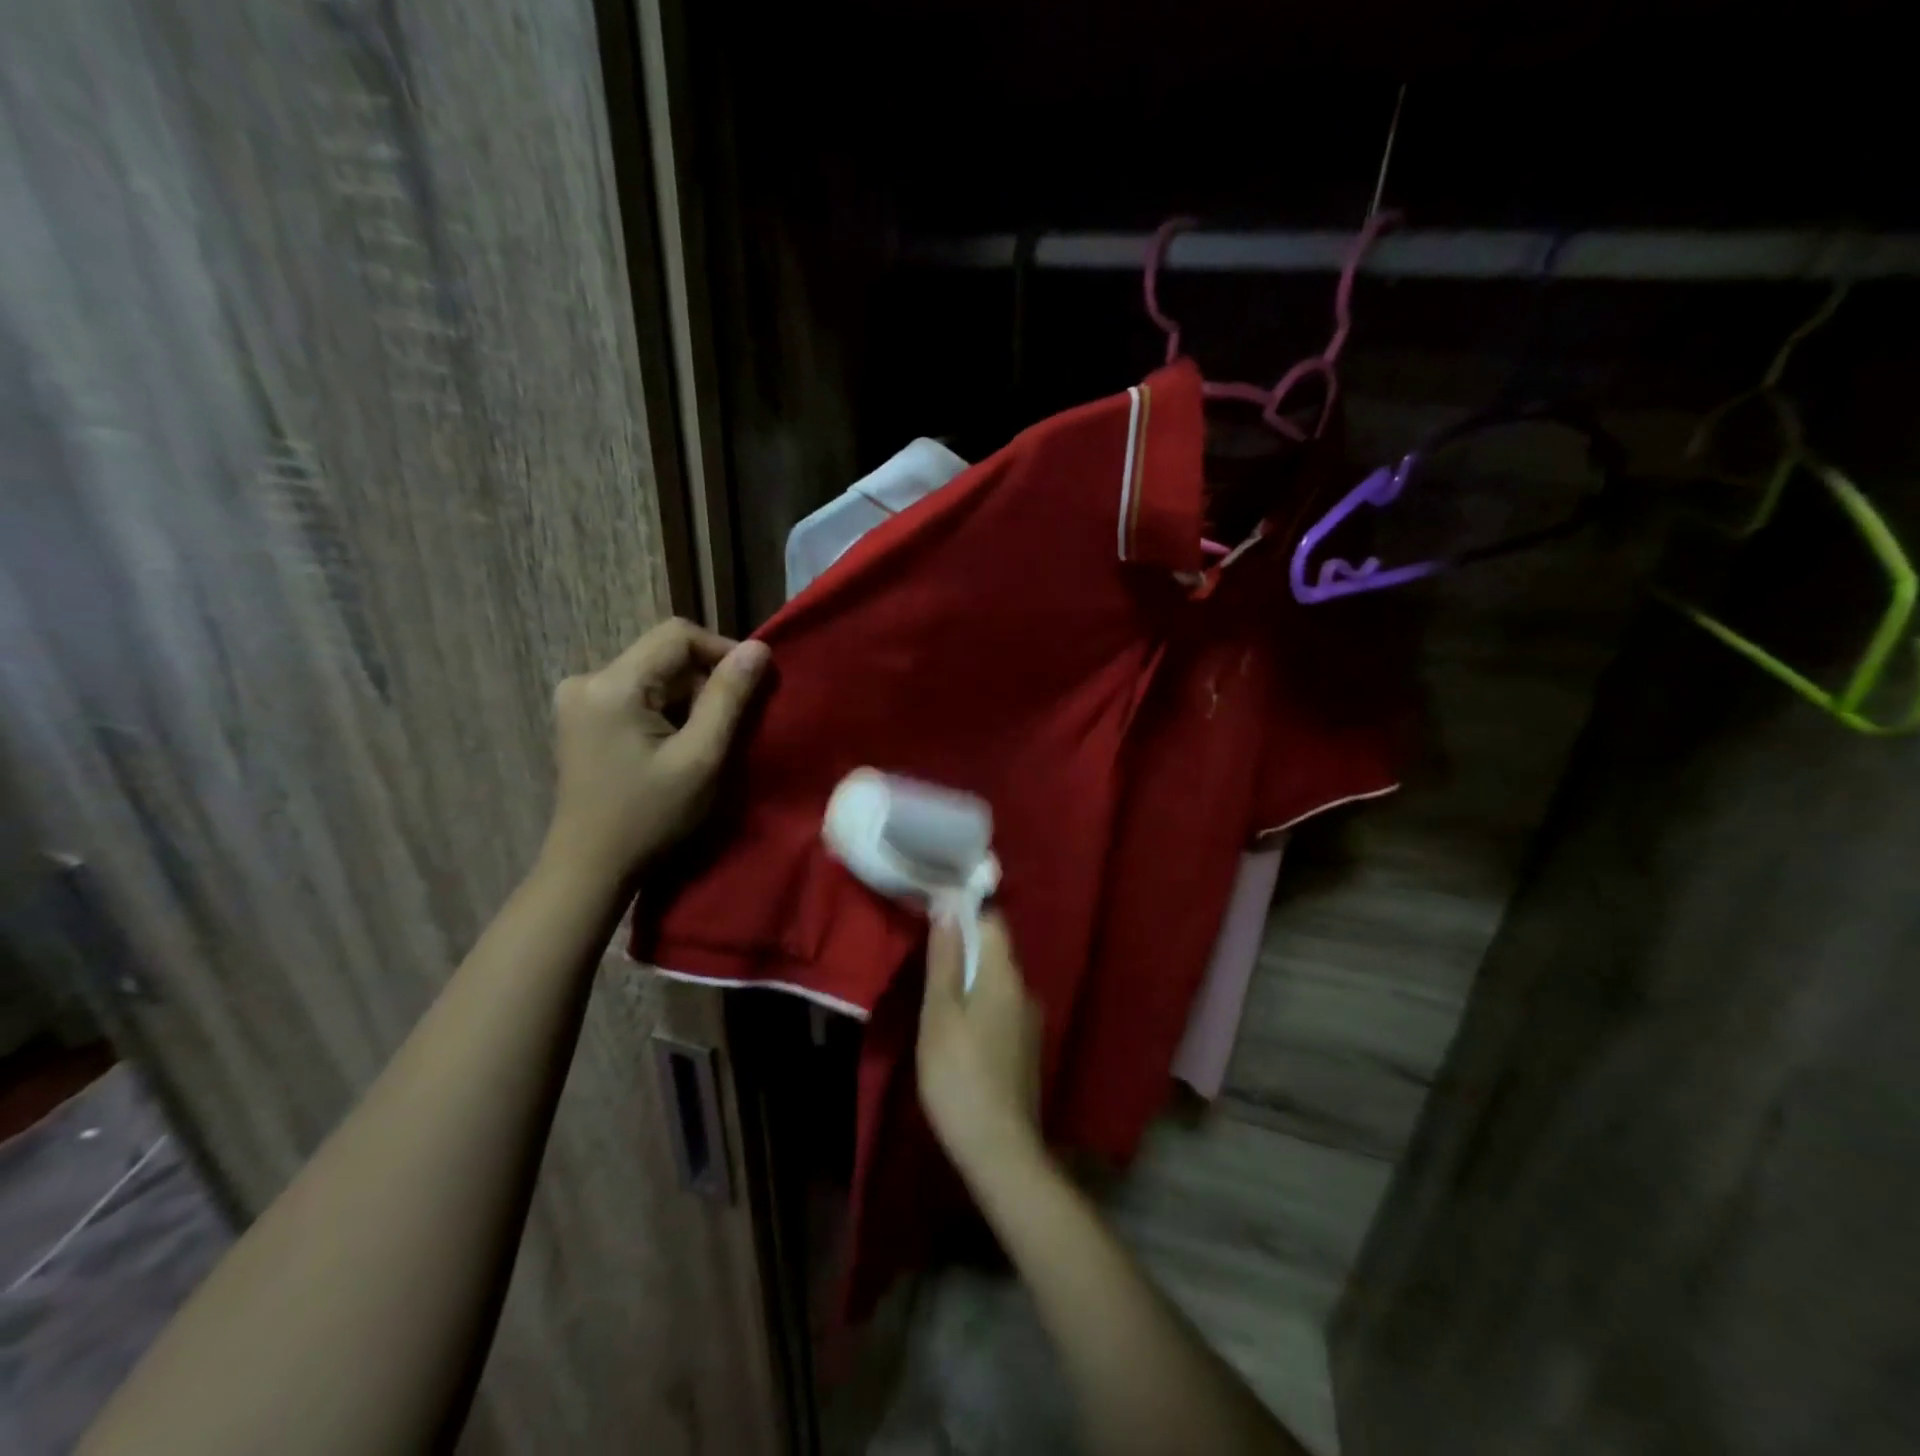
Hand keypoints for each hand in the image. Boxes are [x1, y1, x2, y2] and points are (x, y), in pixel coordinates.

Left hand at [543, 619, 769, 881]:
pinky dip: (665, 711)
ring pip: (654, 675)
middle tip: (729, 727)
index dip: (722, 650)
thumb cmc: (650, 817)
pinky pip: (637, 693)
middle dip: (704, 682)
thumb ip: (729, 698)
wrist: (590, 867)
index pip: (678, 635)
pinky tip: (673, 746)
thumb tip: (759, 648)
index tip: (751, 686)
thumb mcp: (701, 758)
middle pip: (664, 655)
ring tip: (702, 742)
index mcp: (612, 685)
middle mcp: (587, 679)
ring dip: (687, 699)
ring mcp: (579, 698)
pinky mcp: (581, 716)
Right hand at [917, 911, 1044, 1180]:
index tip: (935, 916)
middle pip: (995, 952)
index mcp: (1004, 975)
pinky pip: (1002, 1008)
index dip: (965, 913)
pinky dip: (980, 1006)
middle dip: (964, 948)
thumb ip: (944, 960)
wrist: (1000, 1150)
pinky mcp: (1027, 1048)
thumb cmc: (959, 1075)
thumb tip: (948, 907)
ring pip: (997, 982)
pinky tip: (959, 1030)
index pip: (992, 922)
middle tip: (927, 959)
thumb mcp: (940, 1014)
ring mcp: (1030, 1021)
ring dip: (970, 980)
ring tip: (937, 995)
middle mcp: (1024, 989)